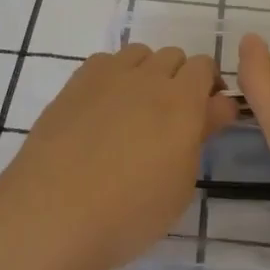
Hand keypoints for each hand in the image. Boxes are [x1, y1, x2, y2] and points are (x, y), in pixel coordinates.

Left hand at [0, 44, 237, 269]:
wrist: (52, 215)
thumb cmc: (130, 213)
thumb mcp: (181, 184)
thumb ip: (201, 135)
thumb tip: (216, 106)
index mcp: (182, 102)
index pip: (205, 68)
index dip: (210, 87)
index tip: (208, 114)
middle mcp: (148, 78)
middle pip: (173, 56)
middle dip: (180, 79)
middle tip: (172, 117)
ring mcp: (107, 78)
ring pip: (138, 54)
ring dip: (146, 72)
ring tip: (136, 109)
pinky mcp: (74, 85)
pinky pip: (104, 62)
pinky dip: (113, 76)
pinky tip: (104, 109)